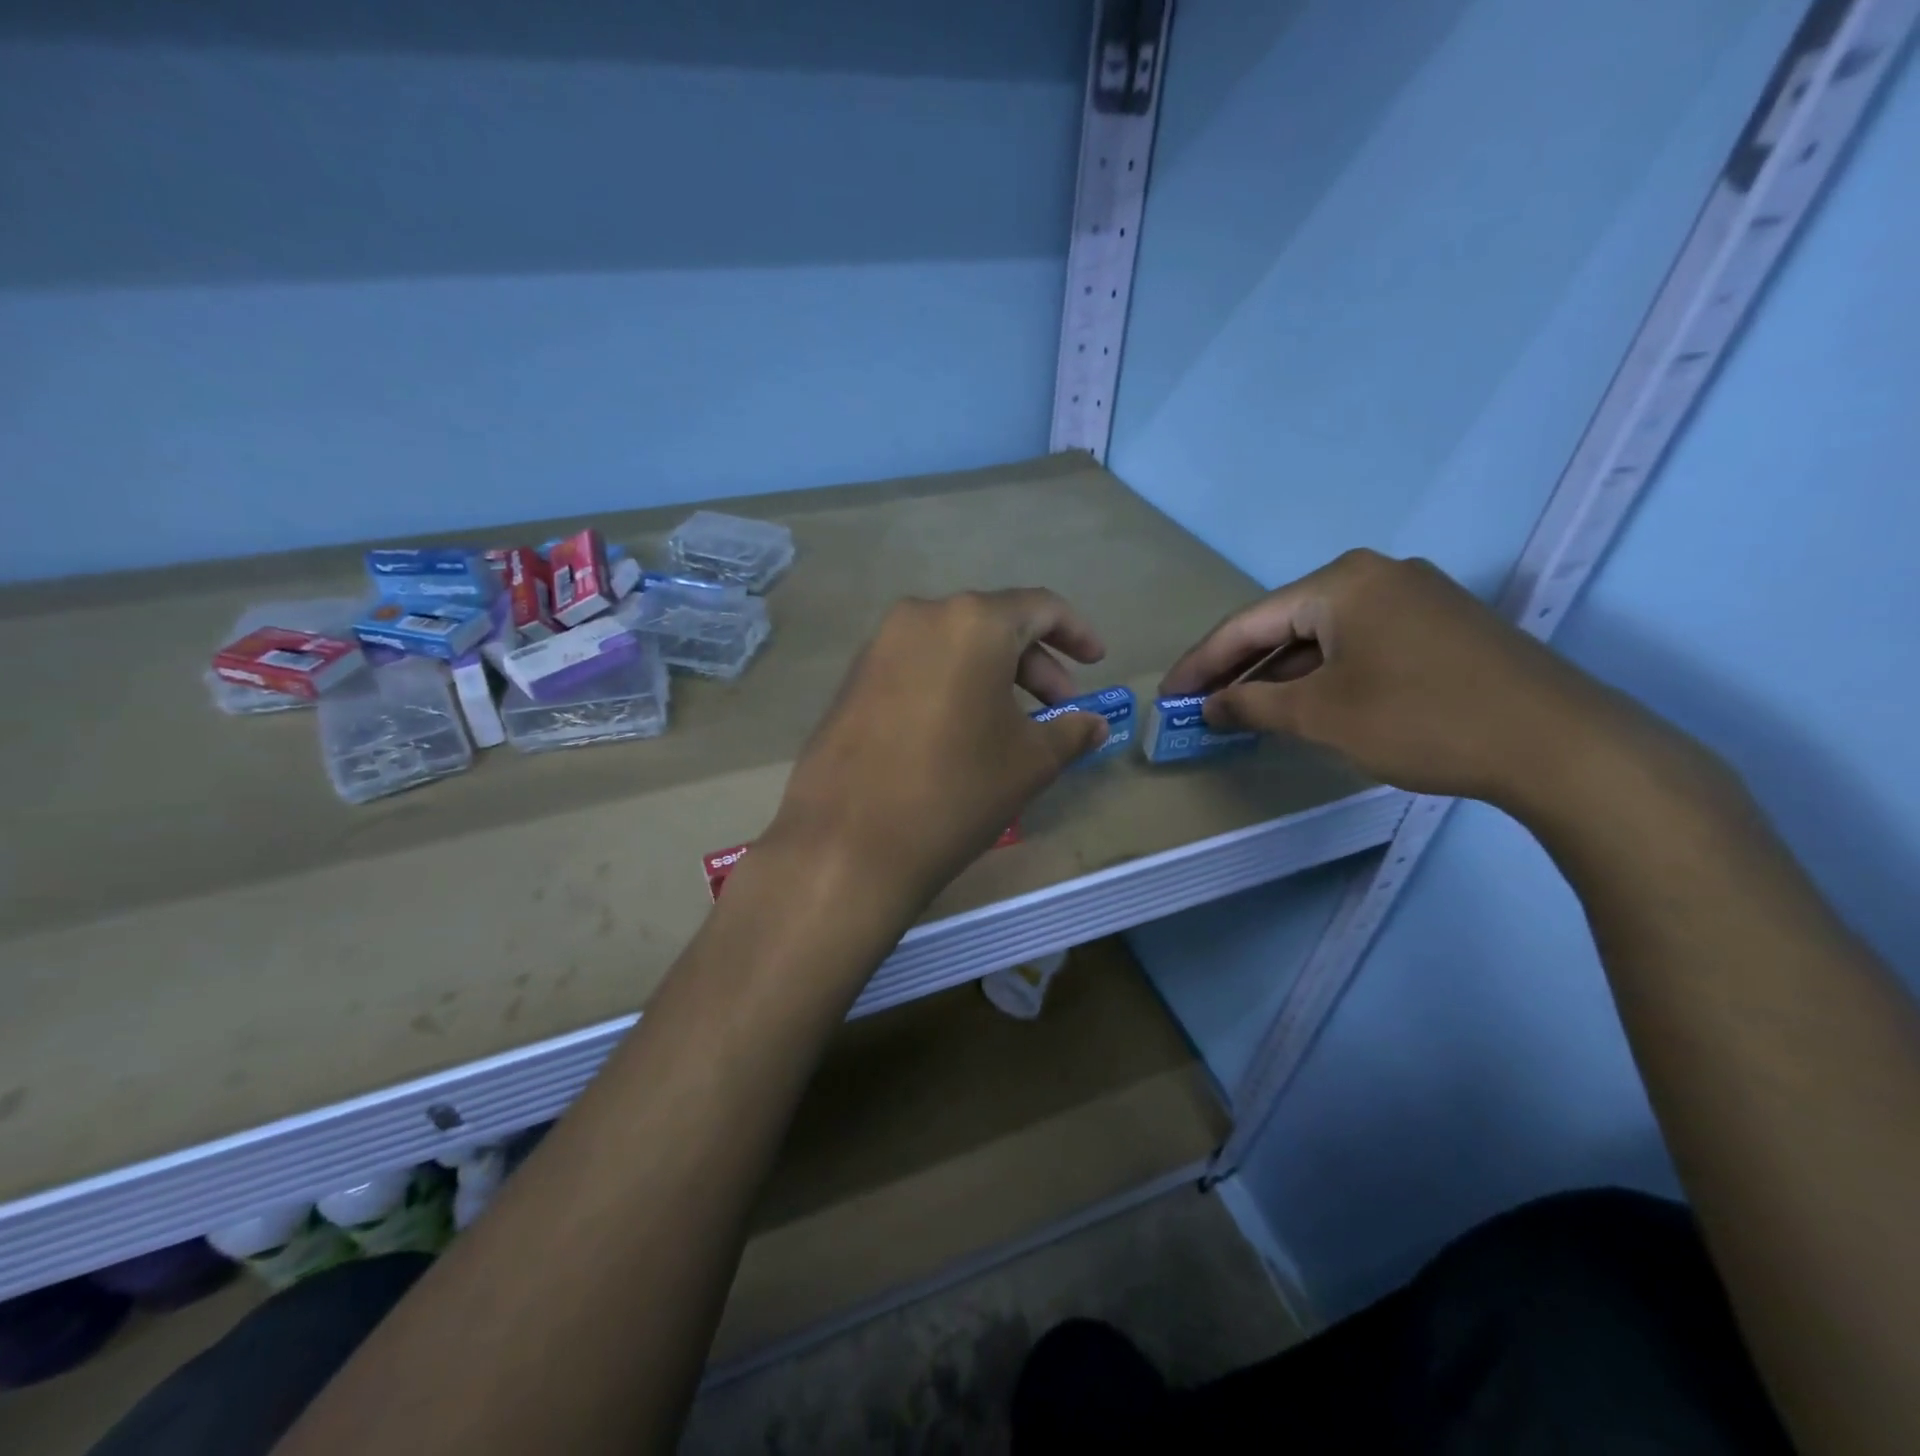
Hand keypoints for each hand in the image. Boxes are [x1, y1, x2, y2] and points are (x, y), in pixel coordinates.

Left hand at [766, 589, 1110, 906]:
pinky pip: (918, 667)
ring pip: (953, 647)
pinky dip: (951, 686)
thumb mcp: (1029, 762)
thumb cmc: (956, 791)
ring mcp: (879, 646)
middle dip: (1035, 665)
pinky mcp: (852, 679)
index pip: (1040, 607)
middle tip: (1057, 711)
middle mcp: (921, 616)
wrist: (848, 843)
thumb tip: (1094, 724)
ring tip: (1011, 727)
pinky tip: (959, 732)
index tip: (1097, 662)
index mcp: (972, 622)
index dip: (1076, 632)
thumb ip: (1071, 732)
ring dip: (992, 677)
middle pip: (994, 625)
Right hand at [1160, 550, 1621, 804]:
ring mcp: (1415, 597)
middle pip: (1283, 623)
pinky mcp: (1441, 626)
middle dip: (1239, 668)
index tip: (1169, 697)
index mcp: (1341, 583)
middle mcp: (1375, 575)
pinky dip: (1323, 673)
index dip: (1201, 664)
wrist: (1558, 744)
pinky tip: (1305, 702)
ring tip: (1243, 710)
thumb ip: (1252, 706)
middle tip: (1201, 706)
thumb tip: (1208, 708)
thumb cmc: (1421, 720)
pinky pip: (1359, 643)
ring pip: (1322, 635)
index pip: (1247, 622)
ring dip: (1280, 673)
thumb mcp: (1321, 716)